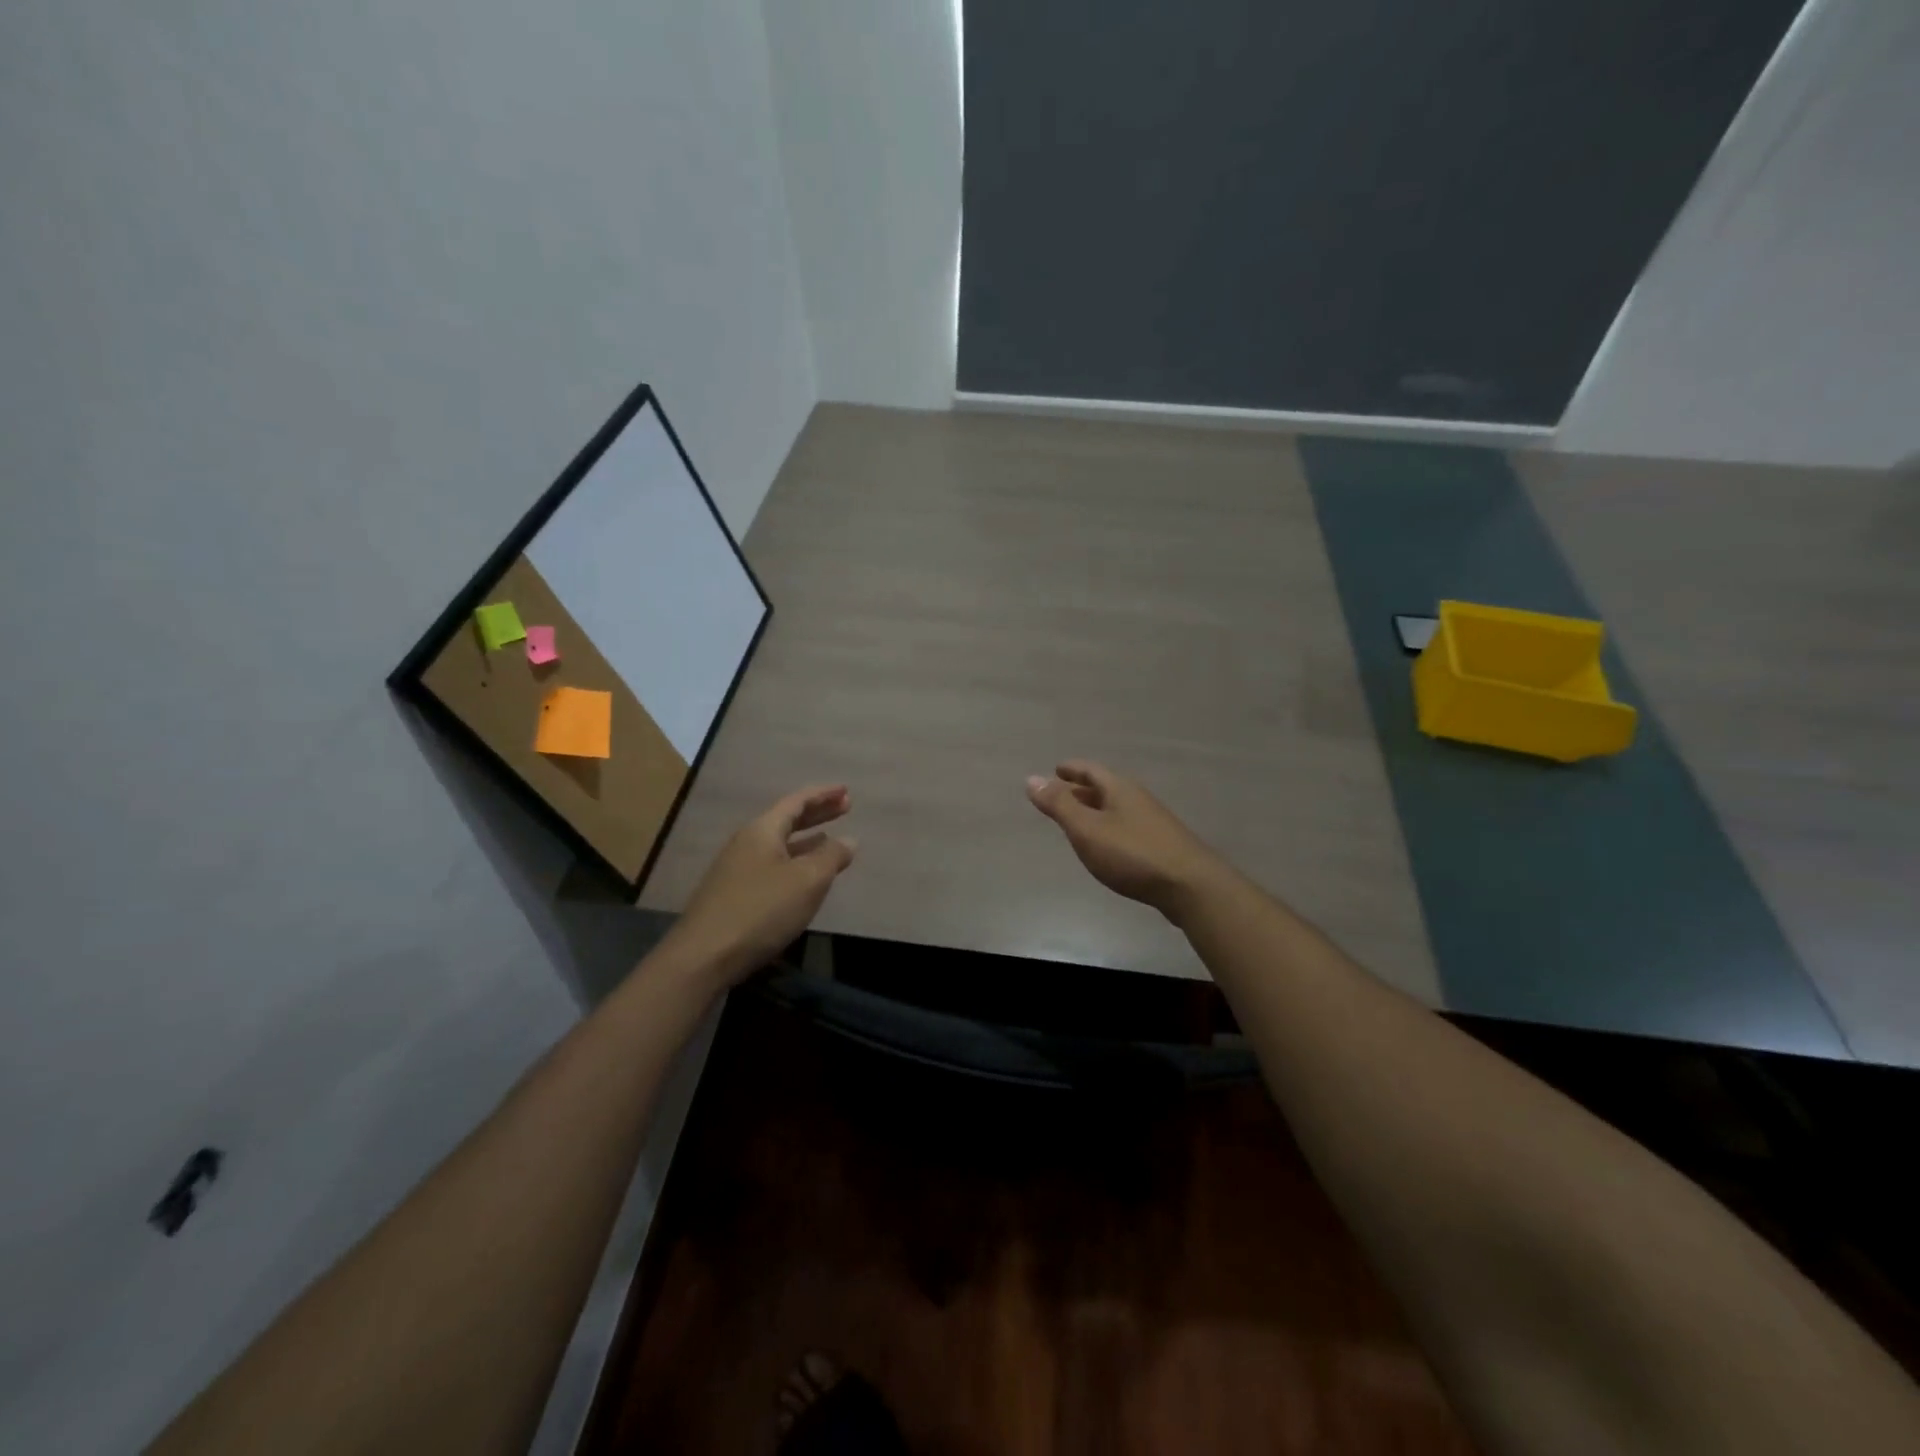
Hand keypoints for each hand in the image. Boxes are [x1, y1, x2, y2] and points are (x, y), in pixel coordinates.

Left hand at [665, 785, 856, 986]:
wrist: (704, 956)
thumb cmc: (761, 910)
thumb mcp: (807, 881)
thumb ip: (831, 856)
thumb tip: (849, 839)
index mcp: (762, 830)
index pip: (797, 801)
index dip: (823, 795)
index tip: (847, 791)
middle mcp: (746, 843)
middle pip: (786, 819)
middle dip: (817, 813)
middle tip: (845, 808)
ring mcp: (737, 869)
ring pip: (779, 844)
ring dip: (806, 839)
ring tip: (829, 838)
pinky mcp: (734, 894)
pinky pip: (772, 865)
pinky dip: (794, 861)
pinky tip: (804, 876)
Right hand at [1026, 762, 1225, 923]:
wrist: (1190, 886)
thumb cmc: (1132, 854)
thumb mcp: (1087, 829)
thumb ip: (1059, 805)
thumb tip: (1031, 778)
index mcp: (1119, 789)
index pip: (1090, 770)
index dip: (1071, 769)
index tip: (1056, 769)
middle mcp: (1137, 799)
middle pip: (1104, 788)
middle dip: (1081, 790)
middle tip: (1060, 794)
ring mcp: (1152, 822)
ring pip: (1116, 808)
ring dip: (1095, 810)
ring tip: (1078, 820)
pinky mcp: (1160, 845)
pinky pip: (1126, 827)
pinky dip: (1108, 828)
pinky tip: (1106, 846)